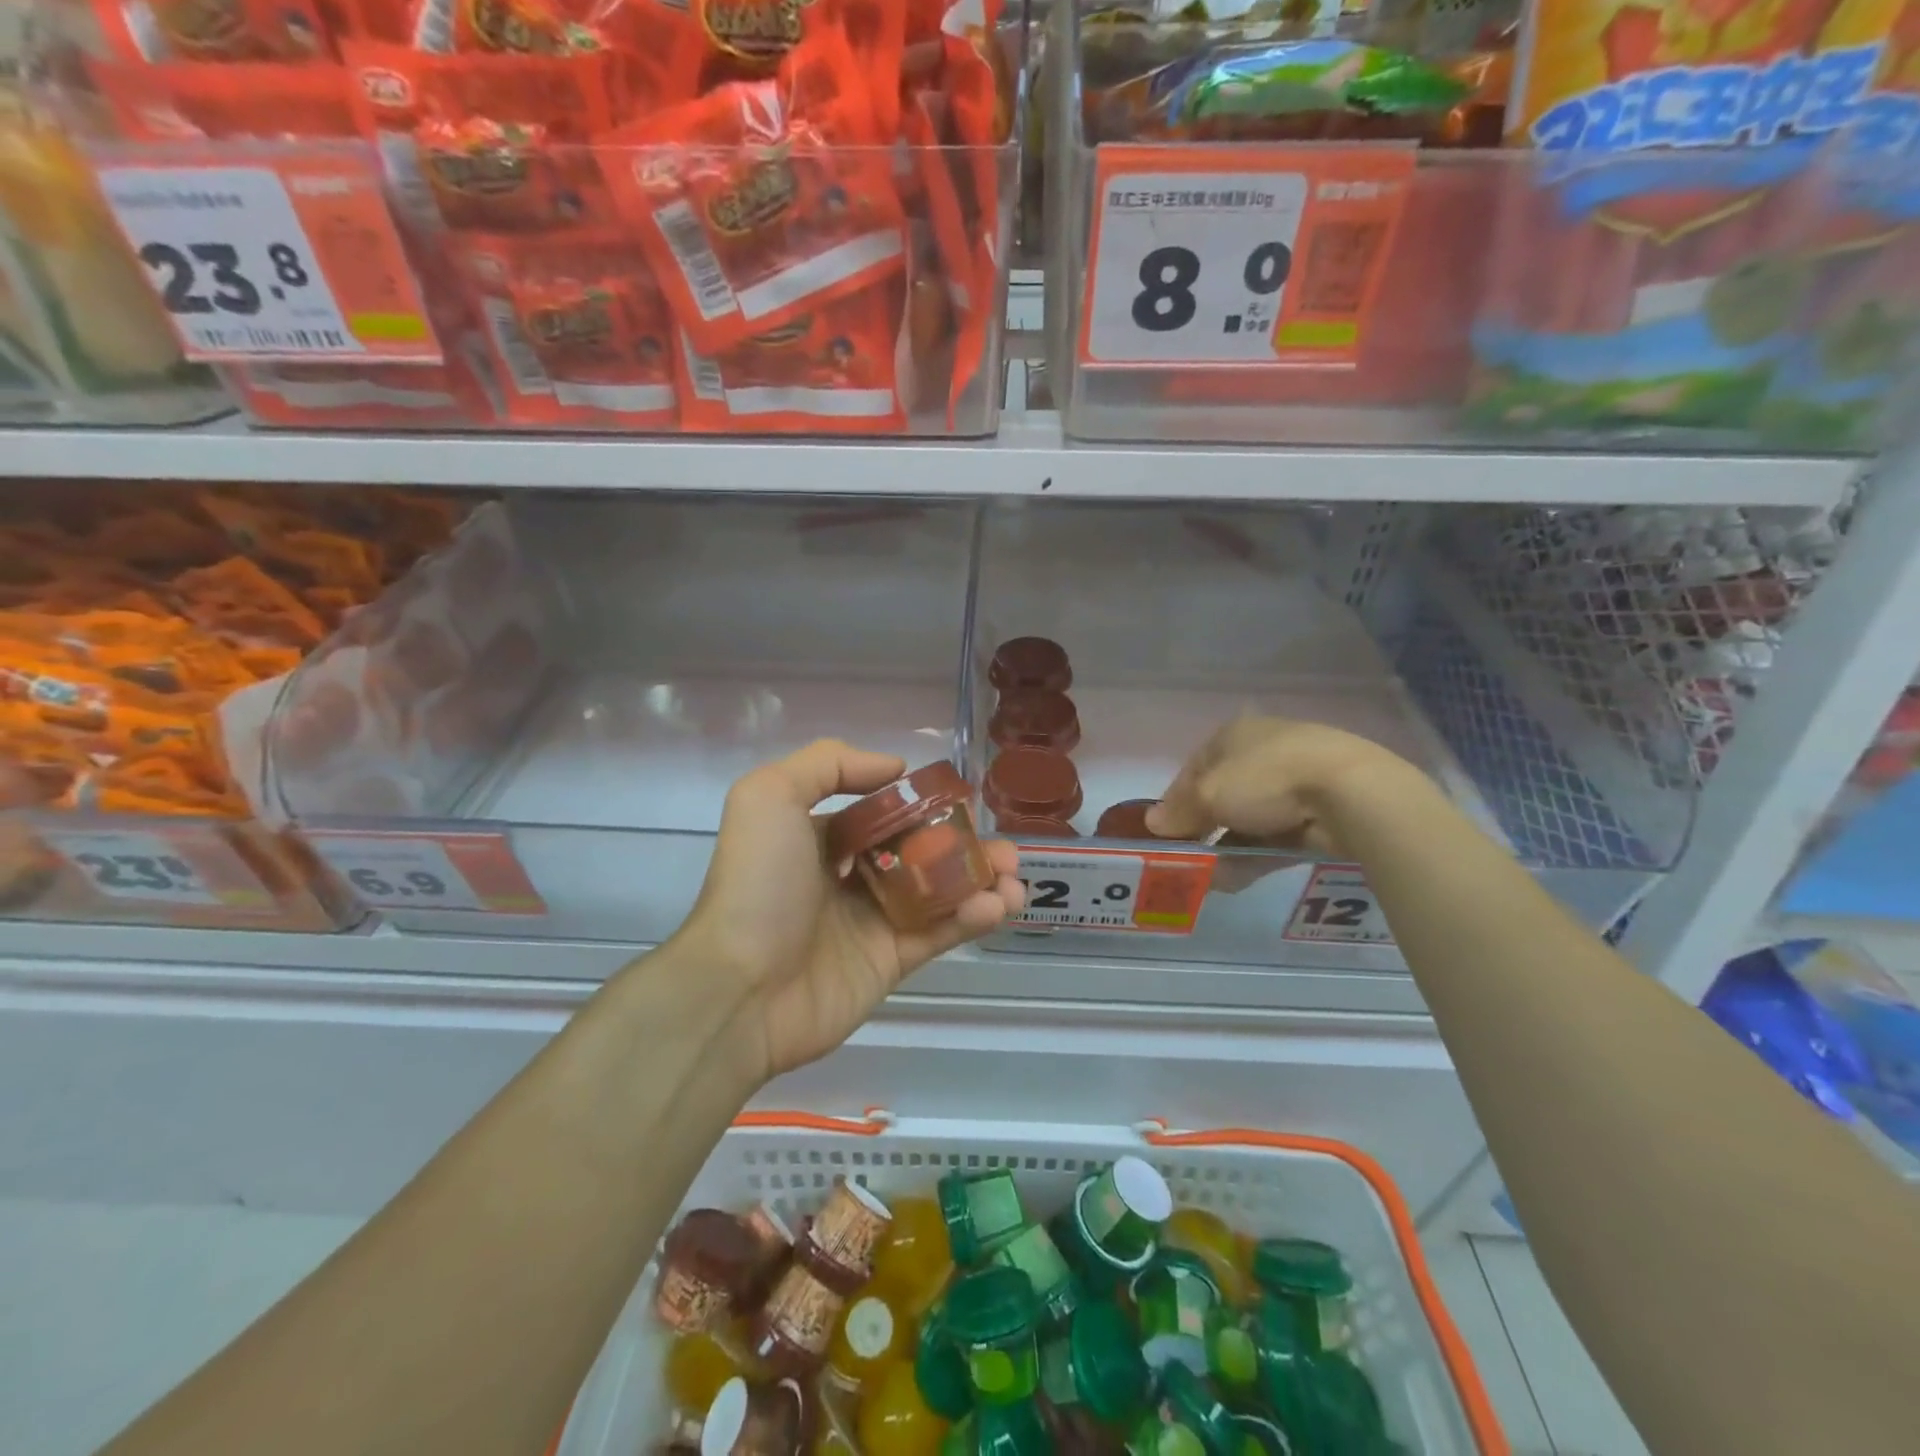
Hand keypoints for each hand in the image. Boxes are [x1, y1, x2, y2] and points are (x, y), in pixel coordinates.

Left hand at [680, 740, 1024, 1080]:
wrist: (740, 990)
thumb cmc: (758, 885)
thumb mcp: (770, 796)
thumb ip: (829, 764)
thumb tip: (896, 768)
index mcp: (822, 837)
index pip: (883, 812)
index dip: (925, 804)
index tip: (962, 799)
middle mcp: (850, 875)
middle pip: (920, 851)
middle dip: (964, 844)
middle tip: (1001, 846)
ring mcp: (872, 921)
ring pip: (940, 893)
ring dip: (982, 881)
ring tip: (1014, 877)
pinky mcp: (890, 962)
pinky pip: (941, 933)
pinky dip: (975, 917)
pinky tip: (999, 904)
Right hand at [1146, 716, 1405, 854]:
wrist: (1351, 793)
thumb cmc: (1266, 779)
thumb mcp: (1209, 795)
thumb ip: (1179, 812)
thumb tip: (1152, 824)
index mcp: (1233, 735)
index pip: (1193, 769)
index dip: (1174, 801)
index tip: (1164, 832)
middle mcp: (1261, 752)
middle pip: (1220, 795)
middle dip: (1202, 828)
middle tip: (1187, 857)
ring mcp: (1293, 781)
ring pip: (1248, 819)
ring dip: (1226, 847)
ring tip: (1210, 877)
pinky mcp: (1318, 811)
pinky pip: (1275, 835)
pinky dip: (1255, 854)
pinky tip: (1238, 878)